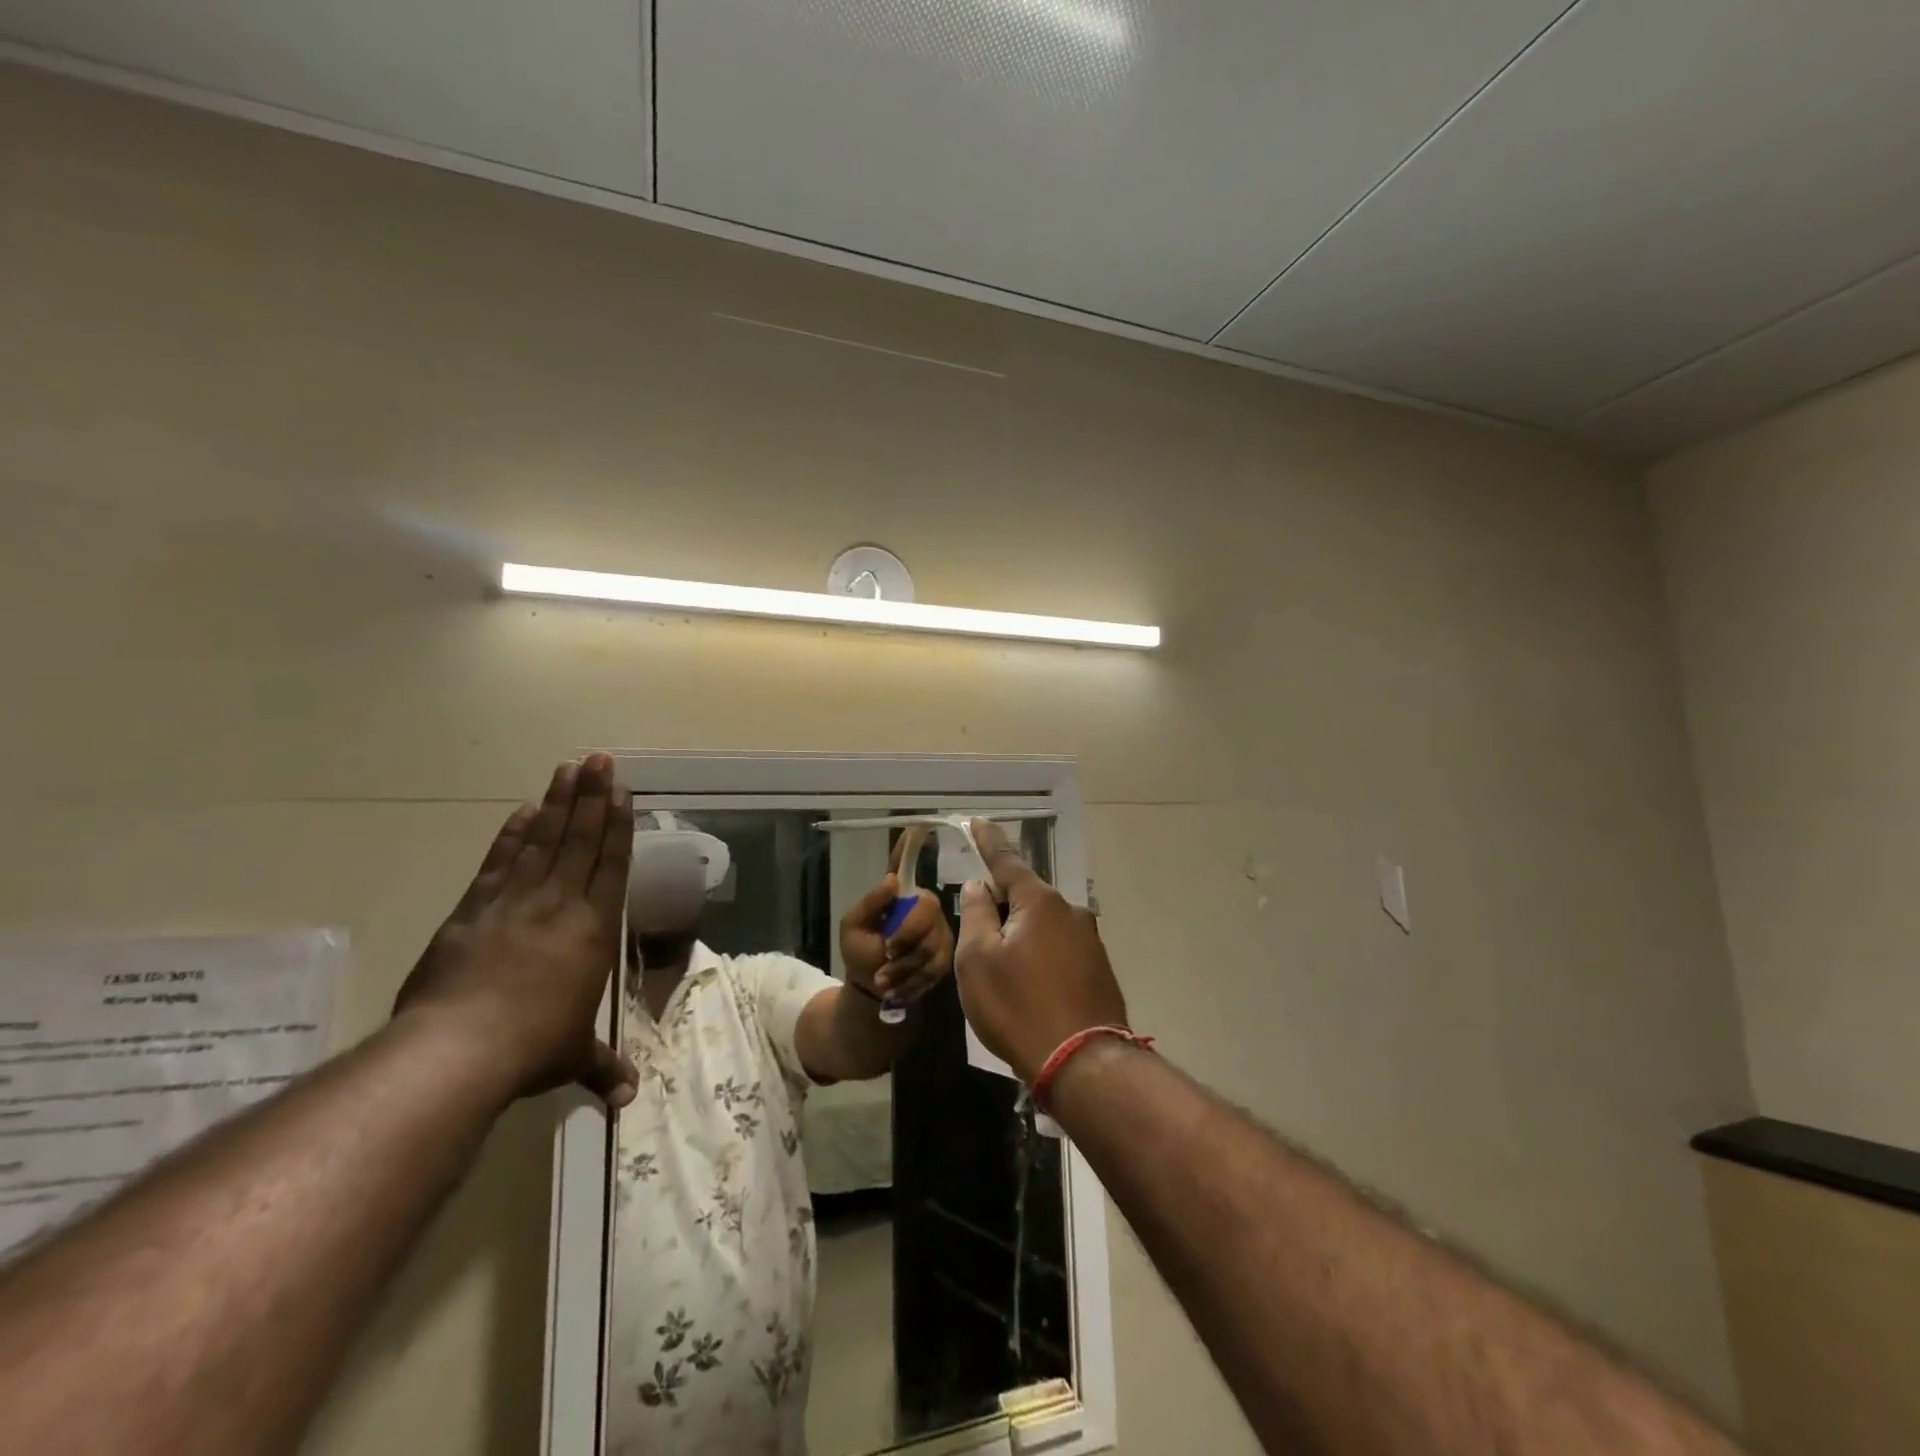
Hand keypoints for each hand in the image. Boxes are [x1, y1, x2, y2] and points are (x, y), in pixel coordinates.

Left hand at [392, 754, 638, 1107]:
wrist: (456, 1051)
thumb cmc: (531, 1049)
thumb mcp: (573, 1058)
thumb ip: (604, 1068)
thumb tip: (629, 1098)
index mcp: (593, 930)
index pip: (611, 865)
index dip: (617, 825)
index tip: (620, 791)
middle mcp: (559, 906)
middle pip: (579, 841)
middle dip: (590, 797)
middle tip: (598, 760)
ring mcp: (514, 904)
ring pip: (542, 842)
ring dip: (556, 804)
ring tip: (566, 769)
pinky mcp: (473, 912)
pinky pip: (498, 863)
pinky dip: (511, 835)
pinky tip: (522, 810)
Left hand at [839, 843, 954, 1008]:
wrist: (872, 990)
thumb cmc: (859, 952)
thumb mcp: (853, 928)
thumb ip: (870, 903)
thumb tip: (893, 879)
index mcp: (898, 894)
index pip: (905, 863)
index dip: (912, 845)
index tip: (920, 823)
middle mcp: (922, 905)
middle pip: (927, 909)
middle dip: (906, 936)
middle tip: (886, 954)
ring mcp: (937, 928)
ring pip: (933, 941)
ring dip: (905, 965)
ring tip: (885, 978)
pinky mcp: (946, 953)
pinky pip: (937, 963)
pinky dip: (914, 979)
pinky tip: (899, 986)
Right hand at [954, 819, 1128, 1082]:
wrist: (1081, 1063)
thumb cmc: (1018, 1006)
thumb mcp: (977, 960)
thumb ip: (976, 914)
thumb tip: (980, 886)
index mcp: (1039, 901)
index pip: (1007, 860)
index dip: (989, 841)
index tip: (978, 822)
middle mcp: (1070, 911)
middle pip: (1026, 895)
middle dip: (1002, 902)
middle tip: (978, 927)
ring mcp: (1090, 940)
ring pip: (1043, 924)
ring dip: (1021, 933)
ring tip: (1002, 968)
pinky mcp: (1098, 969)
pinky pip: (1059, 948)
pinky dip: (1039, 955)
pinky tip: (1029, 984)